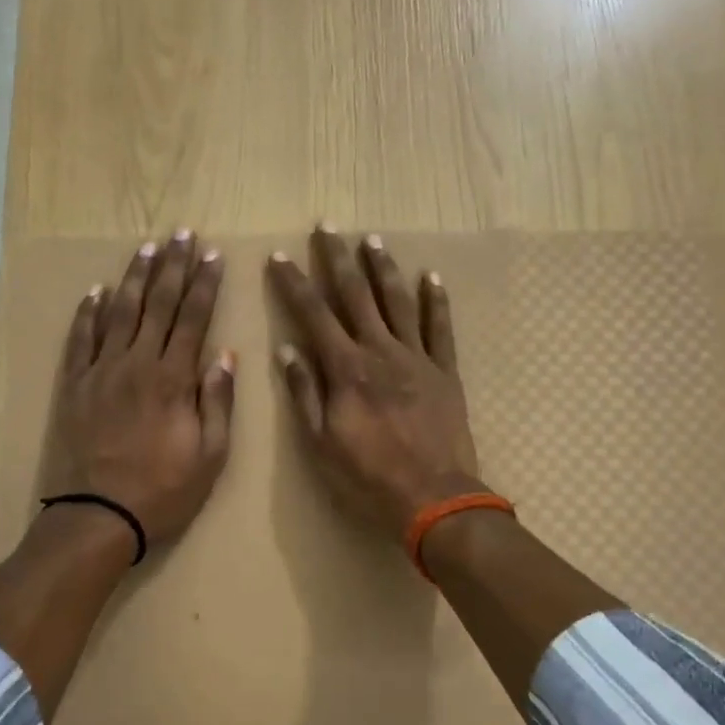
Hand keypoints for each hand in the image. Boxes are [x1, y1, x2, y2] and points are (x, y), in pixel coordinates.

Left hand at [41, 231, 235, 554]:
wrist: (98, 515)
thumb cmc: (163, 489)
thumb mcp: (210, 455)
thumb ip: (217, 401)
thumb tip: (225, 355)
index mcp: (173, 378)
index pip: (193, 318)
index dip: (205, 284)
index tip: (213, 255)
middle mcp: (137, 363)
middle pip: (158, 304)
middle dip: (173, 266)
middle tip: (182, 234)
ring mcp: (101, 371)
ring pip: (120, 312)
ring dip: (135, 278)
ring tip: (147, 248)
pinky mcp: (75, 385)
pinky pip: (81, 339)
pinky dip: (88, 312)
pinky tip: (96, 290)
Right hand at [268, 225, 483, 540]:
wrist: (434, 498)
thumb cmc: (368, 476)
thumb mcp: (321, 442)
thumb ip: (305, 392)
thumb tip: (287, 349)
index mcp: (346, 369)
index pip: (314, 315)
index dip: (294, 283)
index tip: (279, 256)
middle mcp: (380, 351)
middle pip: (356, 295)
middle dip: (338, 259)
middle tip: (327, 227)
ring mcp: (416, 358)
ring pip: (397, 302)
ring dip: (383, 269)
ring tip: (372, 240)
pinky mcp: (445, 371)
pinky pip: (440, 328)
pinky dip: (436, 301)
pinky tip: (431, 277)